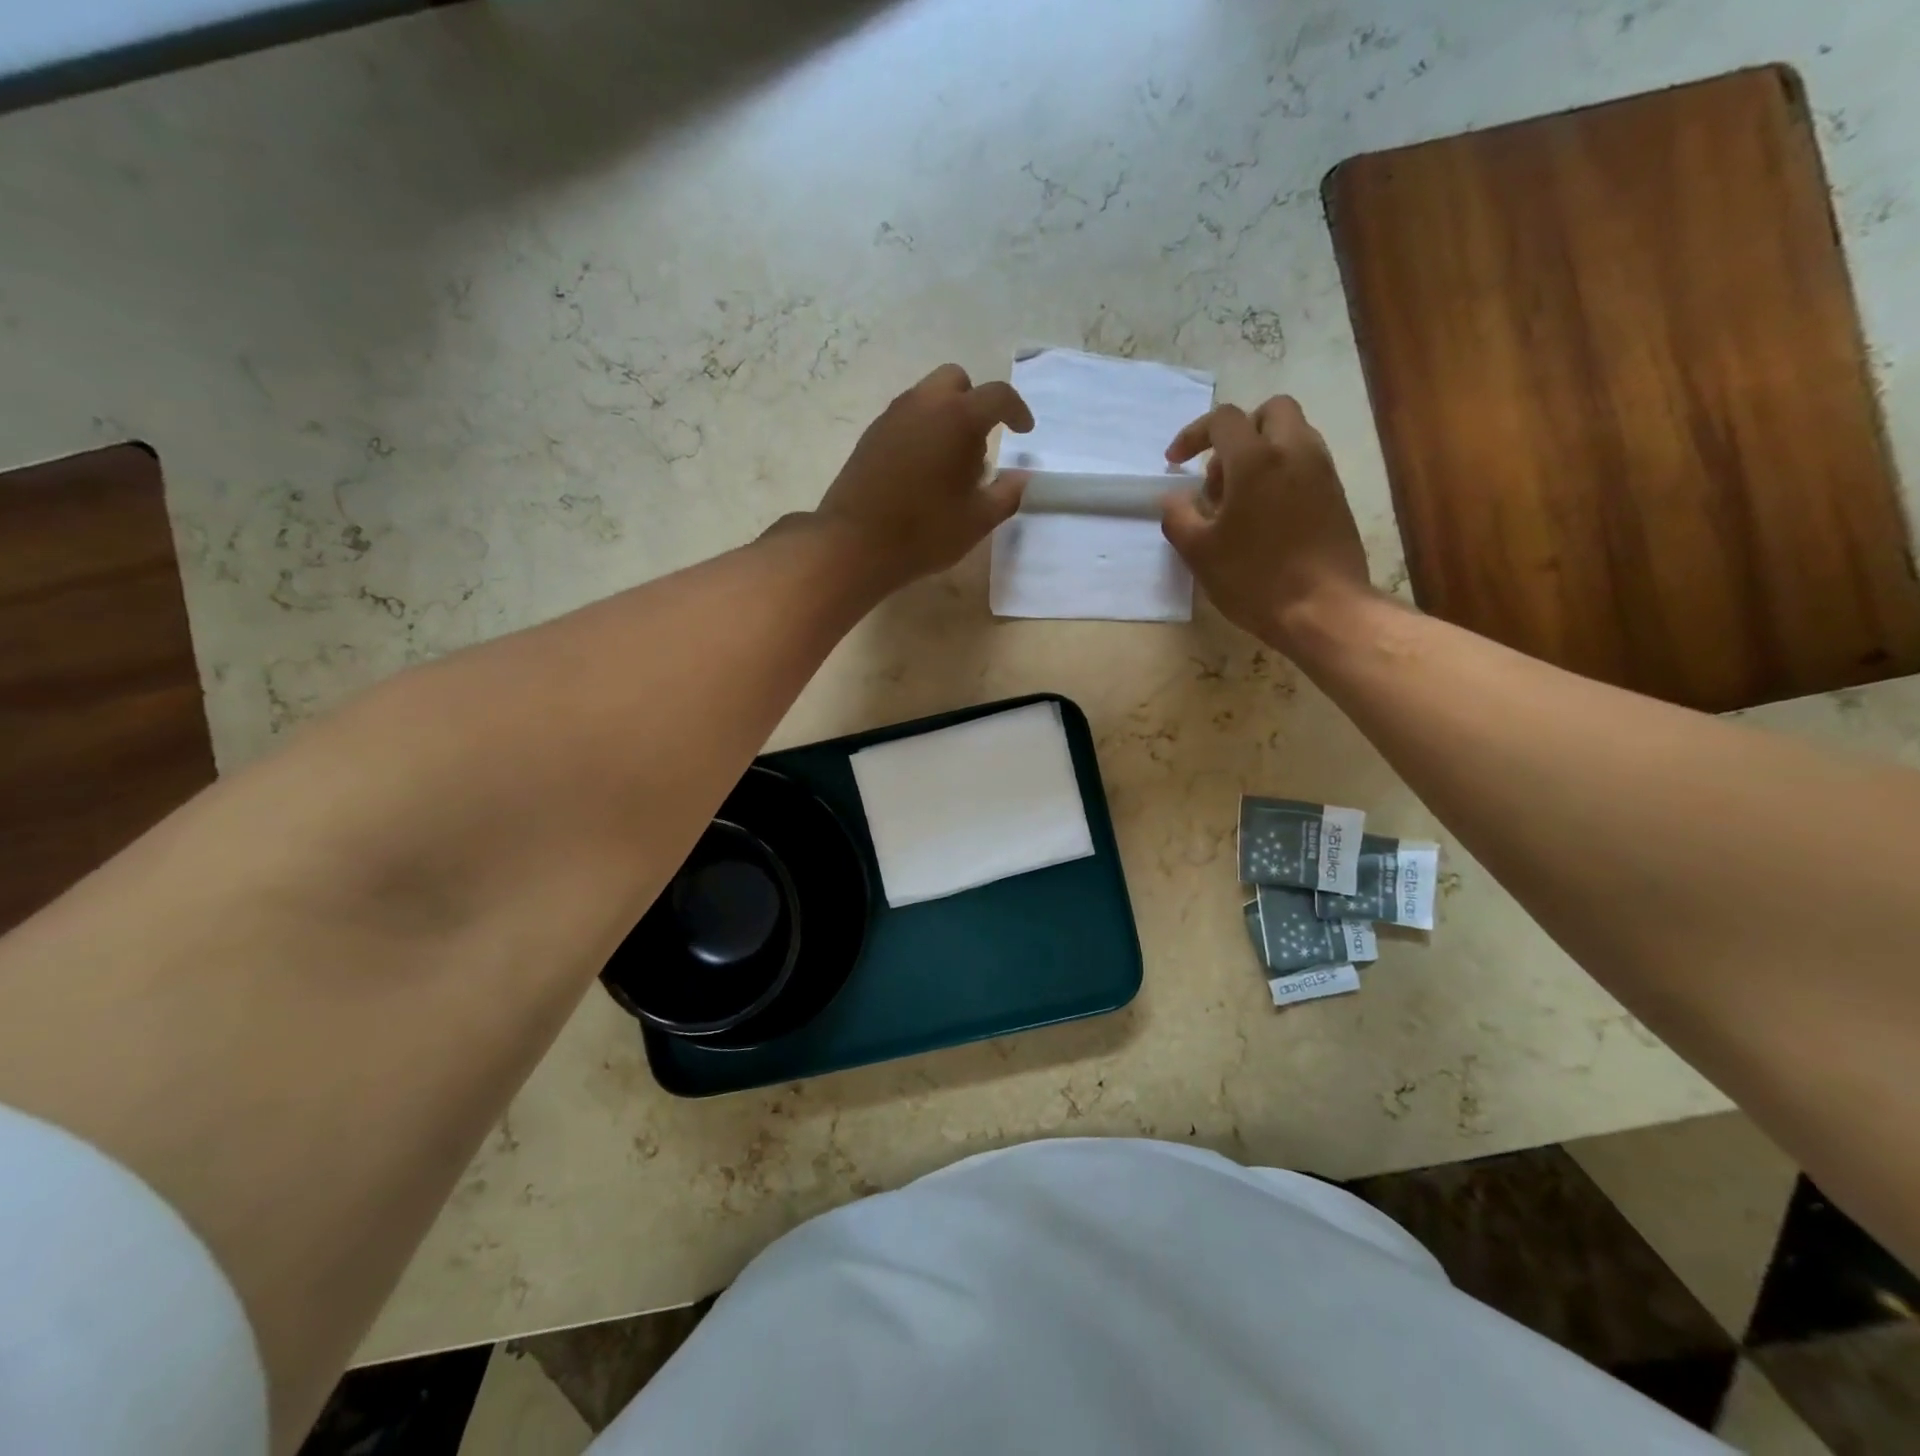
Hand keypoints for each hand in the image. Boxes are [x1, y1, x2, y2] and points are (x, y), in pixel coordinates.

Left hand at [815, 364, 1034, 585]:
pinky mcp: (870, 436)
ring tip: (950, 465)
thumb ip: (1006, 494)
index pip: (997, 396)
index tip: (1024, 431)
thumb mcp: (977, 521)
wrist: (854, 543)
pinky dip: (922, 431)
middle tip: (979, 445)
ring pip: (927, 398)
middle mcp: (924, 405)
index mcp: (957, 418)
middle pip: (956, 381)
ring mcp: (892, 417)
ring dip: (946, 418)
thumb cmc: (924, 532)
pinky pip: (905, 419)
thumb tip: (1020, 477)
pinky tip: (922, 472)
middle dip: (974, 404)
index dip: (1017, 410)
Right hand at [1160, 396, 1374, 647]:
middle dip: (1239, 431)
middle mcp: (1295, 451)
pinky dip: (1281, 472)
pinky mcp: (1336, 495)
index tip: (1175, 462)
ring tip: (1238, 499)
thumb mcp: (1198, 552)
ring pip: (1292, 435)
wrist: (1323, 609)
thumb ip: (1178, 516)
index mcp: (1256, 459)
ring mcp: (1322, 471)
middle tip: (1218, 472)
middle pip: (1270, 411)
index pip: (1223, 420)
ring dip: (1262, 452)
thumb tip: (1173, 498)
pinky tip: (1264, 515)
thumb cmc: (1254, 579)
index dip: (1193, 434)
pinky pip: (1305, 463)